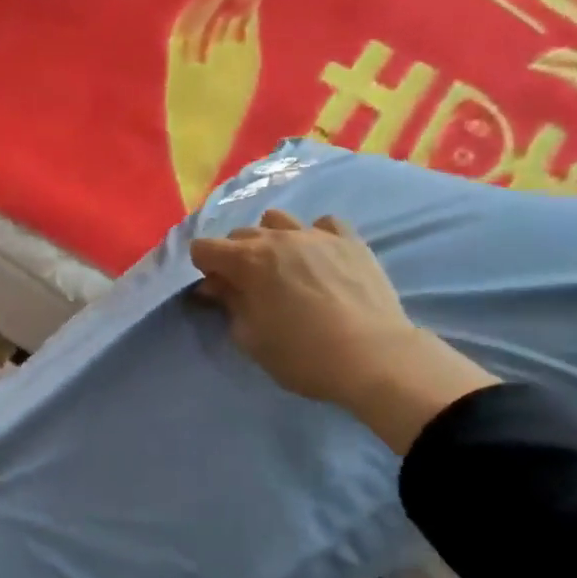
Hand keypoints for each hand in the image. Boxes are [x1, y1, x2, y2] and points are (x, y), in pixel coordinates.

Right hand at [190, 209, 498, 453]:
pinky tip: (320, 258)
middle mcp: (278, 238)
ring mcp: (316, 234)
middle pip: (240, 234)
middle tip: (249, 287)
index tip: (218, 292)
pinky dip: (314, 236)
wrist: (373, 357)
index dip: (205, 269)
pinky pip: (323, 224)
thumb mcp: (251, 338)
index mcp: (247, 261)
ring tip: (284, 267)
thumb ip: (230, 305)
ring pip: (278, 220)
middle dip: (235, 256)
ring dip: (271, 239)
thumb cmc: (302, 355)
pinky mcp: (350, 240)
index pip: (204, 247)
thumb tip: (218, 286)